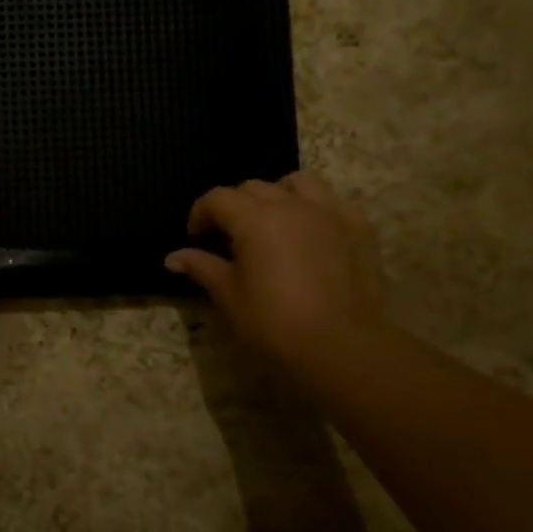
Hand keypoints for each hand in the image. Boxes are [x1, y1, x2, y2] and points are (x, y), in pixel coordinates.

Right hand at [165, 172, 385, 366]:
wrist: (341, 347)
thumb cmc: (274, 323)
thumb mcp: (229, 296)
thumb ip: (202, 267)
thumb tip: (173, 257)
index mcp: (255, 219)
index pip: (217, 198)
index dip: (200, 214)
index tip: (196, 238)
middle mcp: (291, 205)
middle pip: (254, 188)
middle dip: (235, 206)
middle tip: (229, 236)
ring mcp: (330, 213)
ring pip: (298, 183)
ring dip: (278, 195)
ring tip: (273, 222)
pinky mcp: (359, 228)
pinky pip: (333, 202)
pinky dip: (316, 208)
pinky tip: (312, 232)